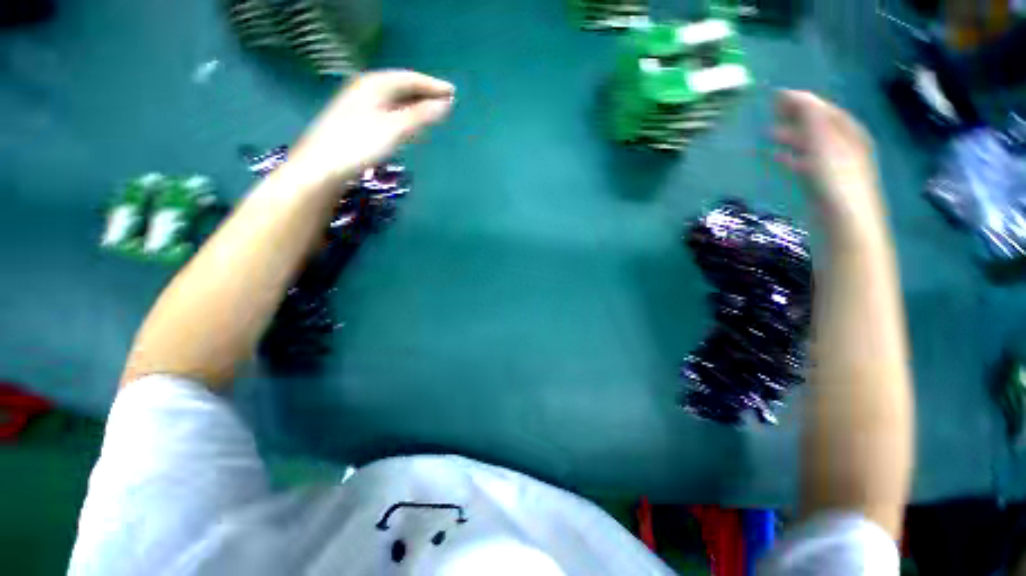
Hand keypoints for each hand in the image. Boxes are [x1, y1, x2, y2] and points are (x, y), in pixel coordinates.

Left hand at [290, 70, 454, 185]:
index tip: (453, 92)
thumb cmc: (360, 143)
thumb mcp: (395, 128)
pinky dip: (404, 117)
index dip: (433, 85)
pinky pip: (389, 112)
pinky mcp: (358, 122)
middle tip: (446, 102)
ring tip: (433, 113)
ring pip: (395, 100)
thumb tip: (446, 104)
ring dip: (416, 106)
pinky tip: (410, 127)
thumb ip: (421, 115)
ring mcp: (361, 105)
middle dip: (425, 94)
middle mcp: (367, 89)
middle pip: (402, 87)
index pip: (410, 78)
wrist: (324, 165)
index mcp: (375, 84)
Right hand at [773, 90, 883, 234]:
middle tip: (770, 113)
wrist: (843, 224)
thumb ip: (811, 119)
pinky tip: (776, 158)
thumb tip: (796, 95)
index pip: (824, 110)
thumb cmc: (836, 181)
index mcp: (849, 134)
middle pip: (817, 126)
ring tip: (767, 136)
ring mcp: (832, 166)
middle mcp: (843, 146)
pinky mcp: (820, 184)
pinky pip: (803, 163)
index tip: (777, 96)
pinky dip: (789, 157)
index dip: (803, 101)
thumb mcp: (824, 144)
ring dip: (789, 138)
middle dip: (795, 117)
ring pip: (808, 145)